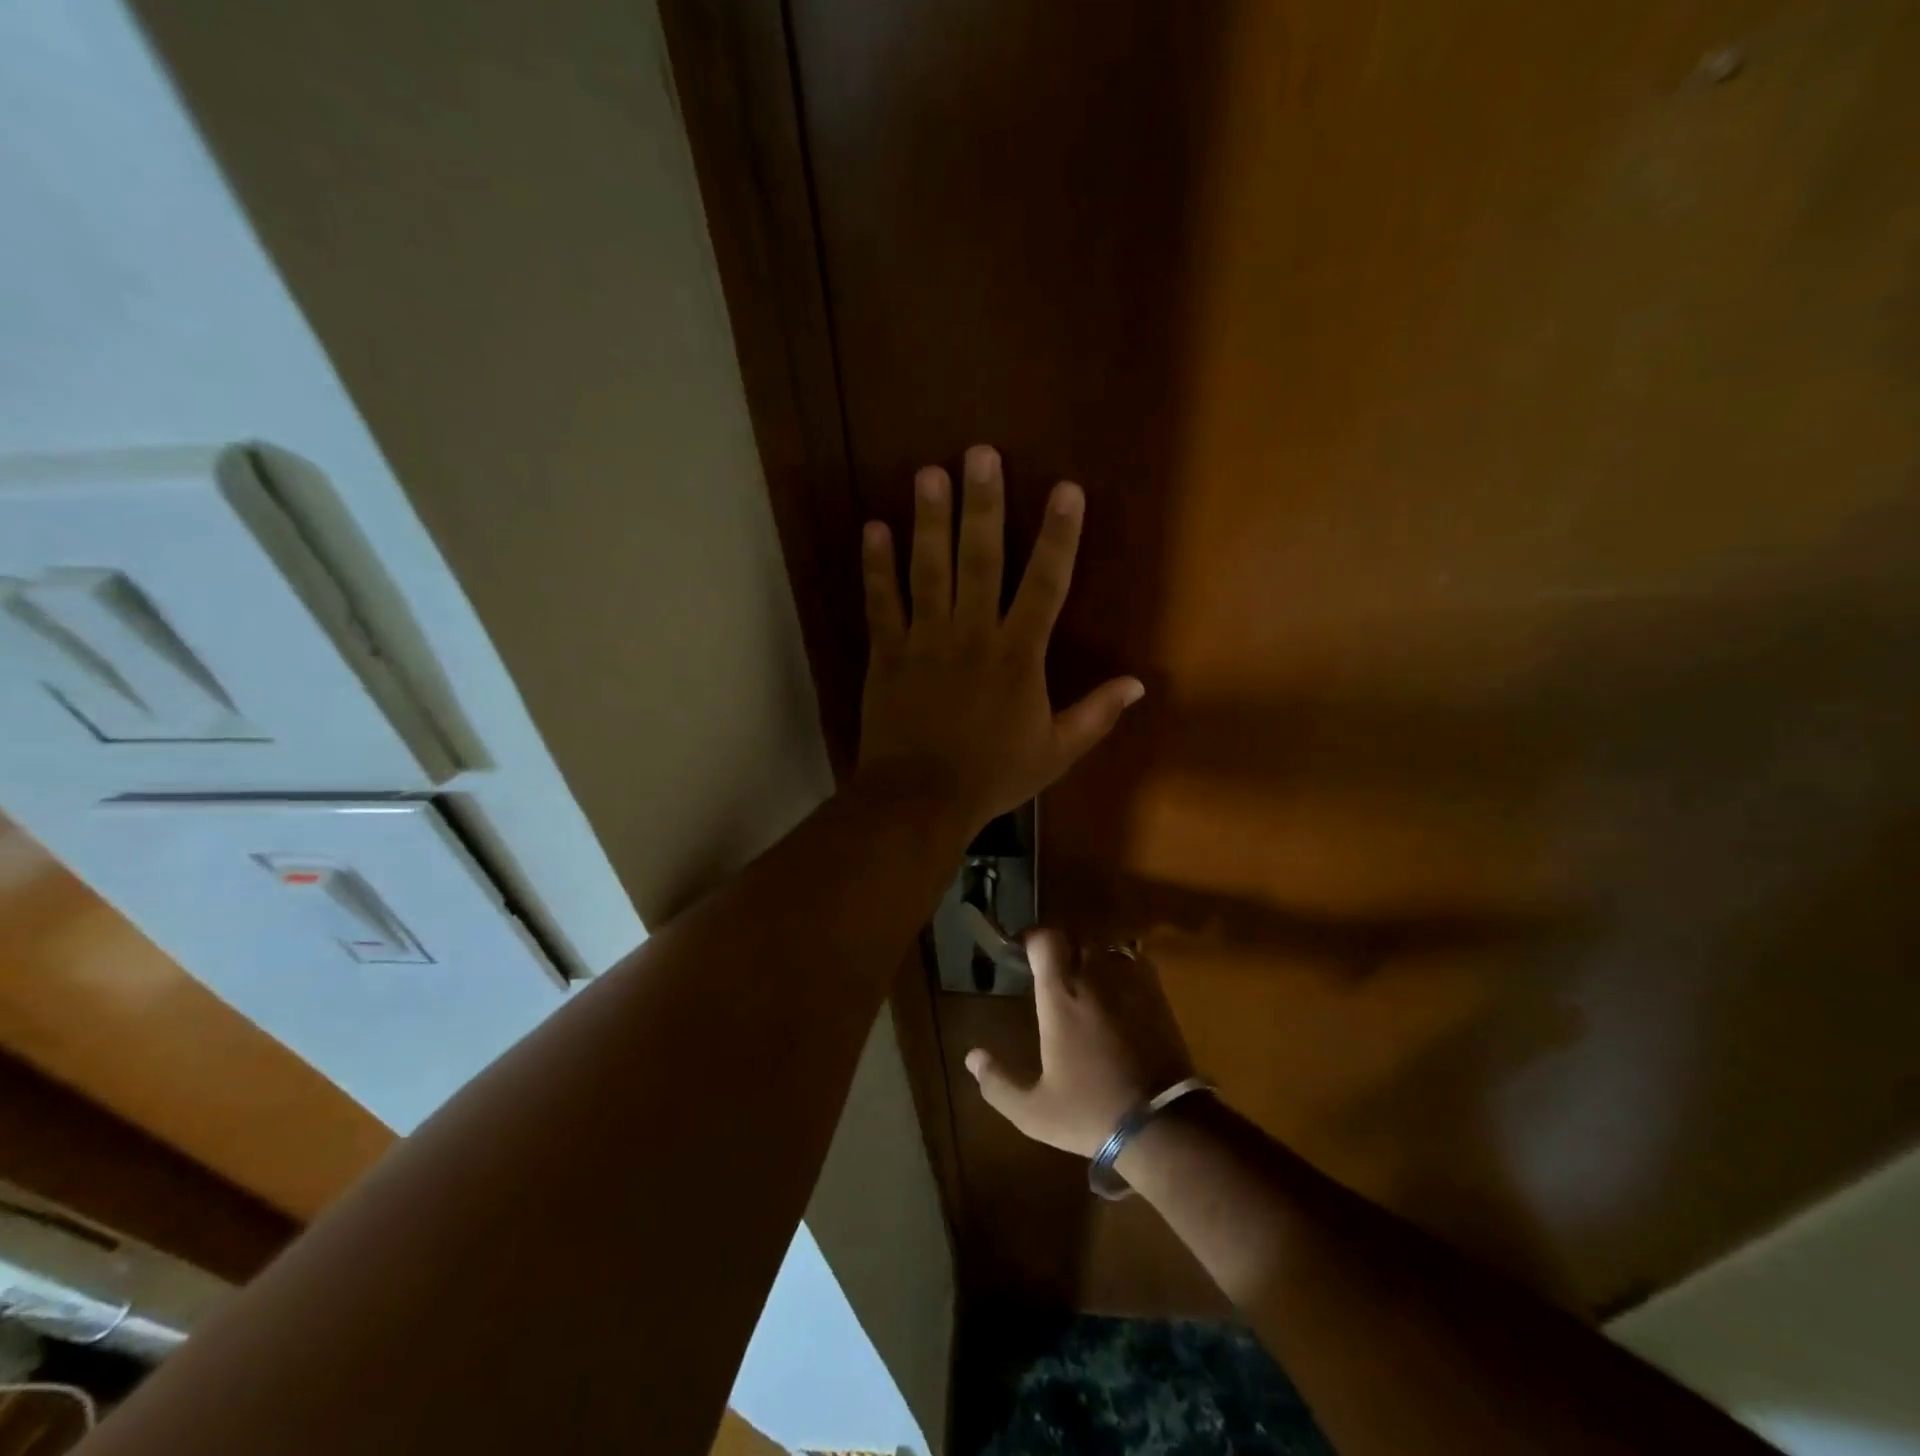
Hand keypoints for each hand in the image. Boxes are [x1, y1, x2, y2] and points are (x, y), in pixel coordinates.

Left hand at [855, 444, 1143, 831]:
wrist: (920, 801)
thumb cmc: (992, 776)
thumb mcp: (1056, 752)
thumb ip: (1096, 715)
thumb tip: (1139, 684)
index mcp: (1018, 656)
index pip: (1046, 585)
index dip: (1059, 536)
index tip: (1066, 489)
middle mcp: (972, 635)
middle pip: (981, 560)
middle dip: (983, 505)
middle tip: (980, 454)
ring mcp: (924, 640)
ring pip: (928, 571)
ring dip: (929, 521)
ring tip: (929, 474)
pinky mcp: (886, 653)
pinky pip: (880, 603)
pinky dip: (876, 567)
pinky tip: (873, 528)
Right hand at [965, 929, 1194, 1157]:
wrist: (1163, 1125)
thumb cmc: (1091, 1112)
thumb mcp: (1034, 1111)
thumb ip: (998, 1083)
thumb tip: (972, 1057)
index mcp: (1060, 997)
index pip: (1046, 941)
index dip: (1032, 938)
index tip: (1022, 950)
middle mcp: (1093, 979)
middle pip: (1075, 939)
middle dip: (1060, 948)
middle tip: (1050, 969)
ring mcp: (1129, 985)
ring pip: (1105, 949)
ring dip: (1091, 956)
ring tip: (1084, 977)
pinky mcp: (1157, 996)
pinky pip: (1134, 963)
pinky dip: (1120, 967)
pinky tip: (1117, 990)